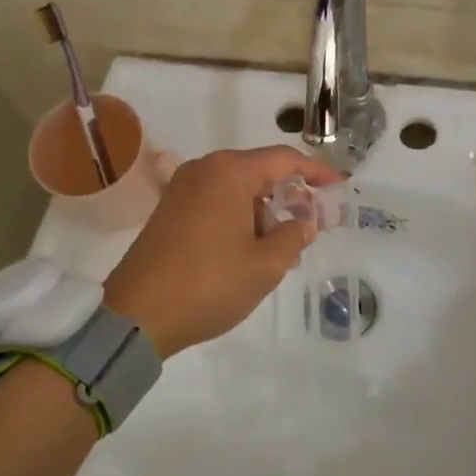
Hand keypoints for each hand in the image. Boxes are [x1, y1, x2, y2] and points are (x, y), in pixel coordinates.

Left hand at [103, 146, 345, 358]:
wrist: (136, 315)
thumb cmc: (208, 284)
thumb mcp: (265, 265)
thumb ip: (293, 236)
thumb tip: (304, 221)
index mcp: (229, 173)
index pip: (284, 160)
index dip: (316, 171)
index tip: (339, 185)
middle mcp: (204, 170)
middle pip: (259, 172)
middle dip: (289, 196)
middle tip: (312, 225)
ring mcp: (181, 189)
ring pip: (237, 189)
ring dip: (264, 212)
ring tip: (283, 249)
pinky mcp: (169, 211)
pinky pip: (216, 202)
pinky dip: (239, 218)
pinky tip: (251, 249)